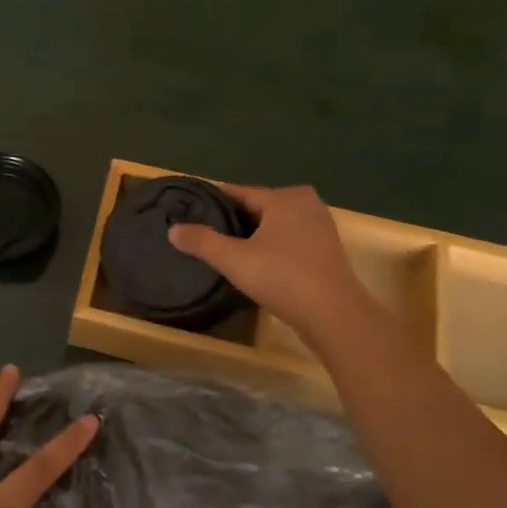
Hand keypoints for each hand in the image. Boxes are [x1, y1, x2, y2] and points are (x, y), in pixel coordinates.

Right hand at [167, 183, 365, 341]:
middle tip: (207, 233)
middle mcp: (306, 204)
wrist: (334, 315)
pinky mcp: (327, 250)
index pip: (240, 192)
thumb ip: (202, 242)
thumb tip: (172, 229)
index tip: (192, 210)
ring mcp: (321, 227)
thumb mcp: (234, 260)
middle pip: (260, 207)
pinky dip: (273, 246)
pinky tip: (257, 263)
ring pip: (276, 224)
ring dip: (255, 234)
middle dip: (235, 218)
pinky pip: (290, 239)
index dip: (215, 201)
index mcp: (284, 198)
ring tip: (227, 249)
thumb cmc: (282, 278)